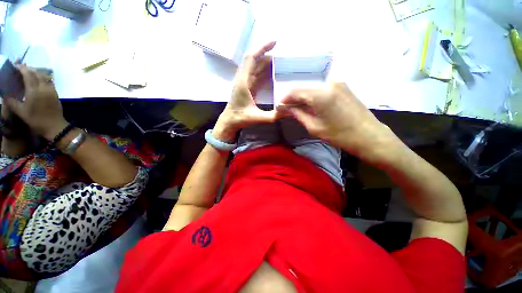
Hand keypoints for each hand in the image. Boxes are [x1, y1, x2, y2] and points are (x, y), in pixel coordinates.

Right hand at [4, 66, 67, 140]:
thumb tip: (4, 95)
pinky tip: (39, 81)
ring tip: (30, 74)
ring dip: (37, 73)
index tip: (17, 66)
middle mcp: (44, 88)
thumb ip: (12, 102)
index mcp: (34, 90)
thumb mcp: (21, 111)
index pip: (28, 74)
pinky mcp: (56, 94)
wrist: (55, 126)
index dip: (22, 69)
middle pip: (37, 73)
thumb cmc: (36, 119)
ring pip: (45, 76)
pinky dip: (44, 78)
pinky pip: (50, 82)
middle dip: (30, 69)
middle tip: (22, 70)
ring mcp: (51, 90)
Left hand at [213, 42, 276, 142]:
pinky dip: (264, 72)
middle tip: (283, 56)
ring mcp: (244, 83)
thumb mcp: (258, 118)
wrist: (229, 122)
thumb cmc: (240, 118)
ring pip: (255, 68)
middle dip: (268, 55)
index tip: (275, 43)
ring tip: (280, 63)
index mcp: (243, 82)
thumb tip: (289, 112)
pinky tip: (273, 74)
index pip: (252, 59)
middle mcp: (243, 79)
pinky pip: (256, 76)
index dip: (262, 48)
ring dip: (266, 64)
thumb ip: (273, 116)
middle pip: (255, 61)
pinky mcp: (247, 88)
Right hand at [277, 82, 398, 163]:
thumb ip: (298, 114)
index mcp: (320, 94)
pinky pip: (322, 88)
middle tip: (287, 108)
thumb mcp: (314, 127)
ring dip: (303, 96)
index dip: (285, 99)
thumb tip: (286, 108)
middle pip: (303, 87)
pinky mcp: (343, 86)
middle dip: (293, 97)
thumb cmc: (339, 135)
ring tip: (297, 107)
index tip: (280, 107)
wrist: (369, 135)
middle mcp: (328, 83)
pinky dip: (313, 95)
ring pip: (312, 87)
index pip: (295, 91)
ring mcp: (337, 83)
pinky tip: (310, 104)